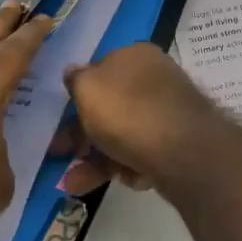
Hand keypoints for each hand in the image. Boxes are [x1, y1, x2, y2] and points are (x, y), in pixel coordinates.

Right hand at [58, 43, 222, 196]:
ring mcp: (169, 111)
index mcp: (135, 56)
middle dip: (82, 137)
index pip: (98, 72)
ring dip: (96, 161)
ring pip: (124, 135)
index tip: (58, 123)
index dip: (76, 99)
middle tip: (61, 158)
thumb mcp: (88, 88)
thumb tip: (74, 73)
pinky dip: (129, 167)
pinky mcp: (178, 142)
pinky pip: (145, 153)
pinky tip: (127, 179)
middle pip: (110, 108)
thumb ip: (76, 80)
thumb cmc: (128, 112)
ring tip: (76, 184)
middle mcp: (155, 78)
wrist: (184, 150)